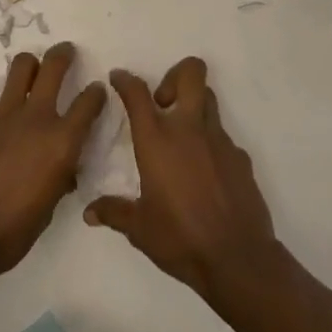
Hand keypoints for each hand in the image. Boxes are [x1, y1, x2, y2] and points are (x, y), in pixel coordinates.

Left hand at [0, 41, 106, 272]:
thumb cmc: (13, 230)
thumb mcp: (50, 205)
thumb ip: (60, 176)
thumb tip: (63, 169)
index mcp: (62, 142)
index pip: (89, 103)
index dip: (96, 93)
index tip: (97, 89)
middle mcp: (37, 118)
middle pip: (53, 67)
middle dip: (63, 54)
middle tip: (67, 51)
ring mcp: (4, 116)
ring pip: (21, 68)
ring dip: (31, 64)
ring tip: (34, 68)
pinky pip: (0, 101)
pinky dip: (9, 103)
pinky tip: (6, 122)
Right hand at [83, 57, 279, 300]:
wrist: (238, 258)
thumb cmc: (180, 238)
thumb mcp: (139, 228)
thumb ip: (114, 213)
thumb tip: (89, 212)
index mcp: (158, 140)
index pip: (138, 93)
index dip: (125, 80)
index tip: (118, 79)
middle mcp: (190, 129)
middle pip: (191, 73)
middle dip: (175, 75)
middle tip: (162, 104)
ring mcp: (220, 140)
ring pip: (209, 100)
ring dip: (193, 106)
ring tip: (181, 138)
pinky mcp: (241, 157)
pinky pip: (223, 137)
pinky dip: (210, 144)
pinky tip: (204, 174)